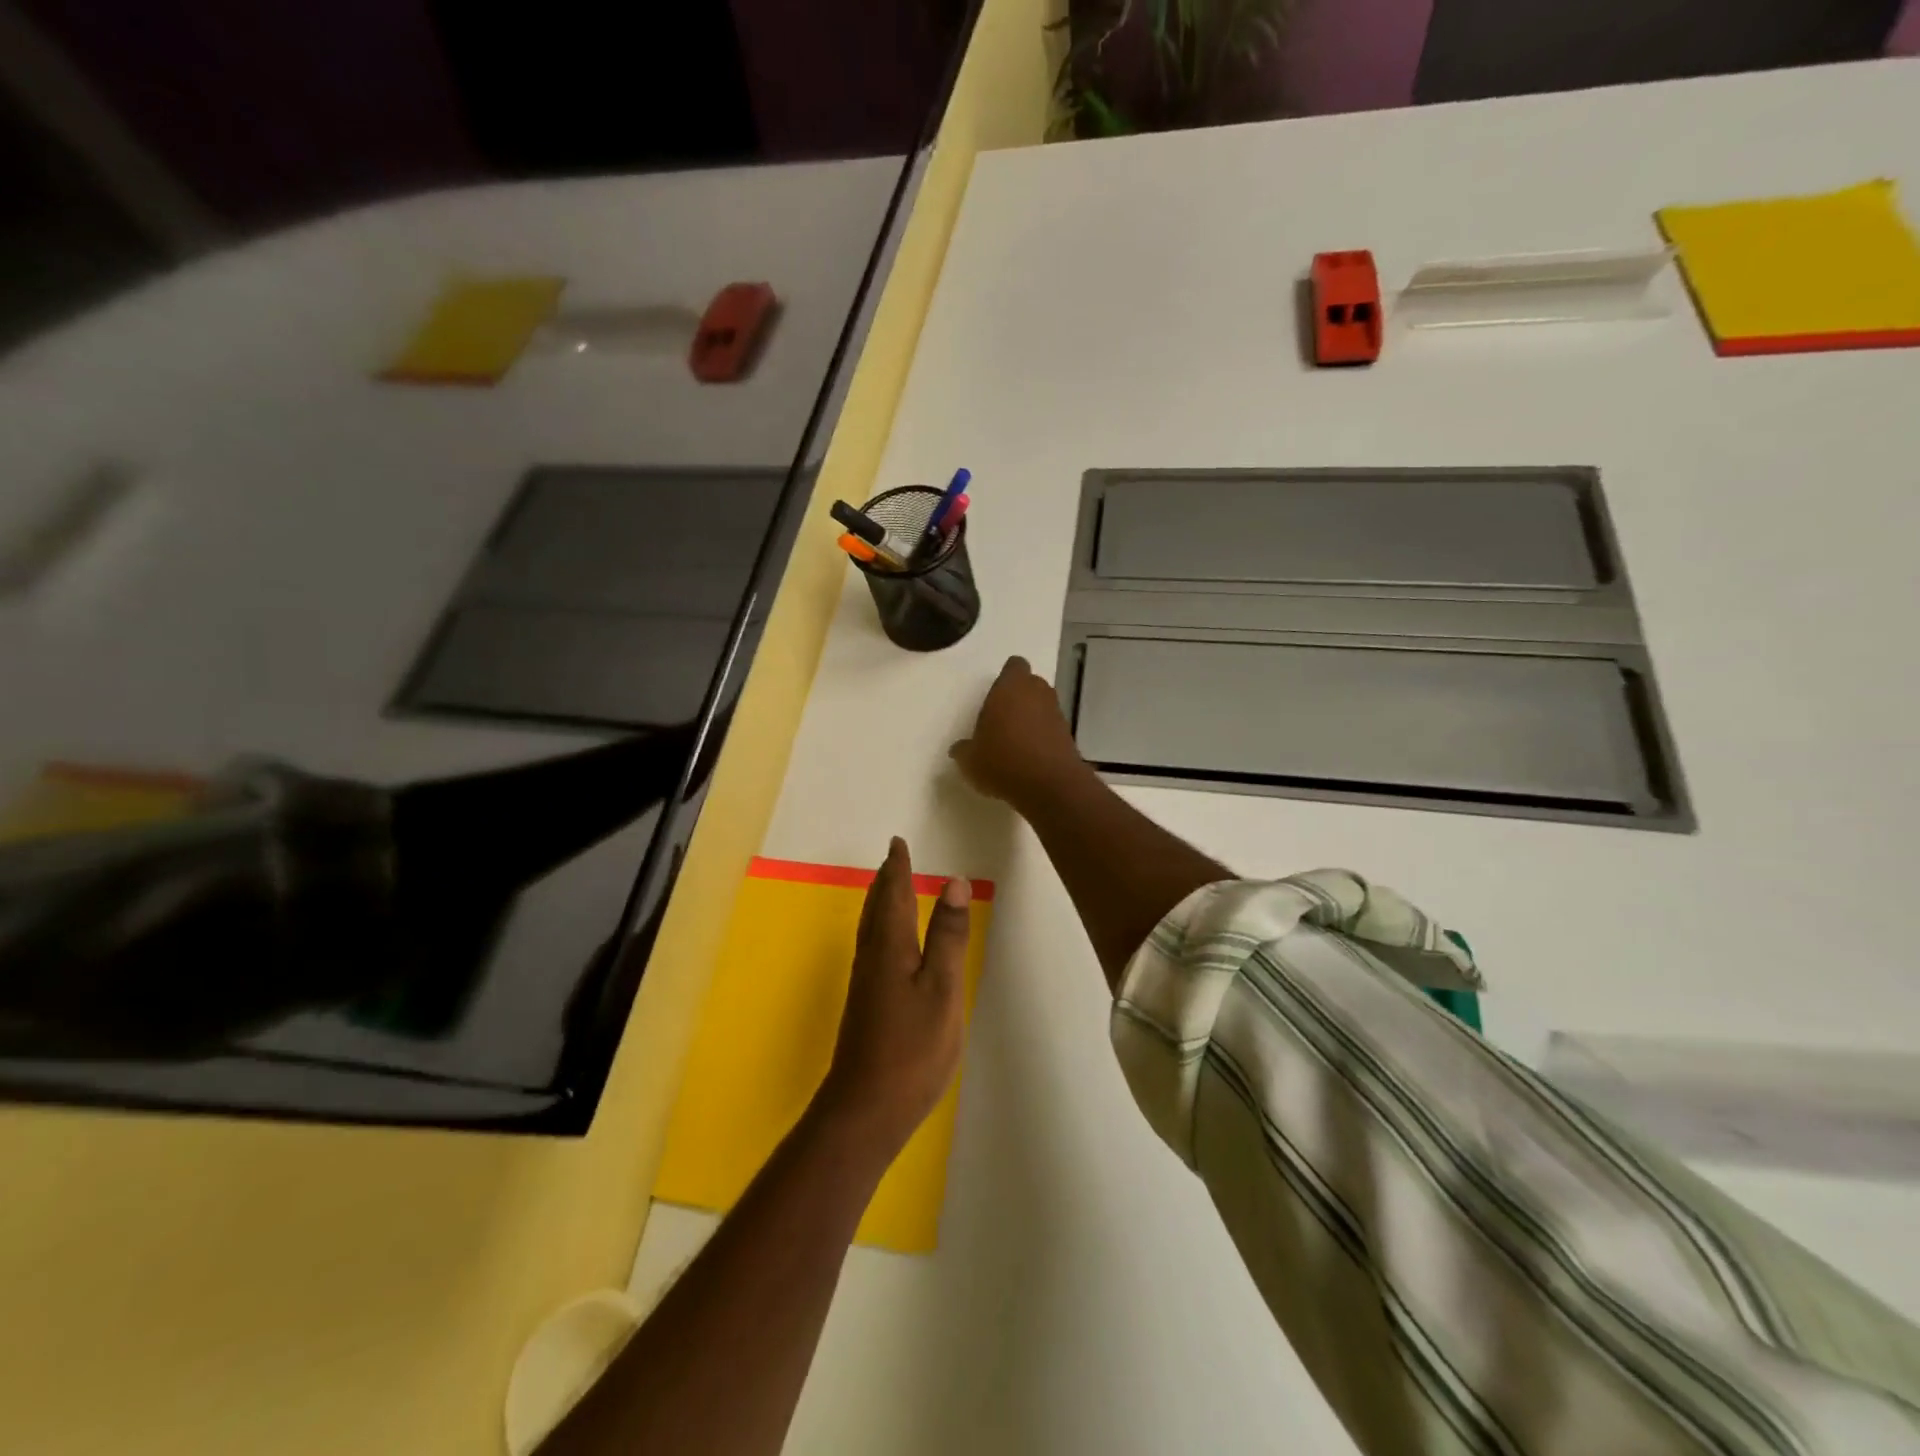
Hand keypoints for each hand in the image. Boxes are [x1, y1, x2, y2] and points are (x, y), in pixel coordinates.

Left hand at [816, 837, 971, 1158]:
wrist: (866, 1108)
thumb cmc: (912, 1048)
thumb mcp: (942, 988)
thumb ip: (947, 936)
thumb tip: (953, 881)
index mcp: (890, 947)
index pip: (894, 895)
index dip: (898, 868)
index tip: (898, 842)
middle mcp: (872, 957)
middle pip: (876, 908)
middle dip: (886, 880)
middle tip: (893, 858)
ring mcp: (866, 983)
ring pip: (871, 928)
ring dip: (880, 901)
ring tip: (888, 887)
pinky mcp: (865, 1004)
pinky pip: (872, 946)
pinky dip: (880, 927)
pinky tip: (886, 942)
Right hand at [948, 656, 1087, 812]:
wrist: (1050, 785)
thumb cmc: (1003, 761)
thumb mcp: (970, 760)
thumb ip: (963, 749)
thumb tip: (959, 749)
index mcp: (1010, 687)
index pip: (1014, 666)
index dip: (1006, 678)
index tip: (995, 696)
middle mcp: (1037, 692)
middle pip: (1029, 684)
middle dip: (1018, 697)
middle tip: (1001, 718)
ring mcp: (1056, 712)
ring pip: (1042, 705)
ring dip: (1031, 716)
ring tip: (1015, 741)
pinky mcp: (1068, 734)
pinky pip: (1051, 727)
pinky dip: (1042, 735)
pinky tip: (1029, 757)